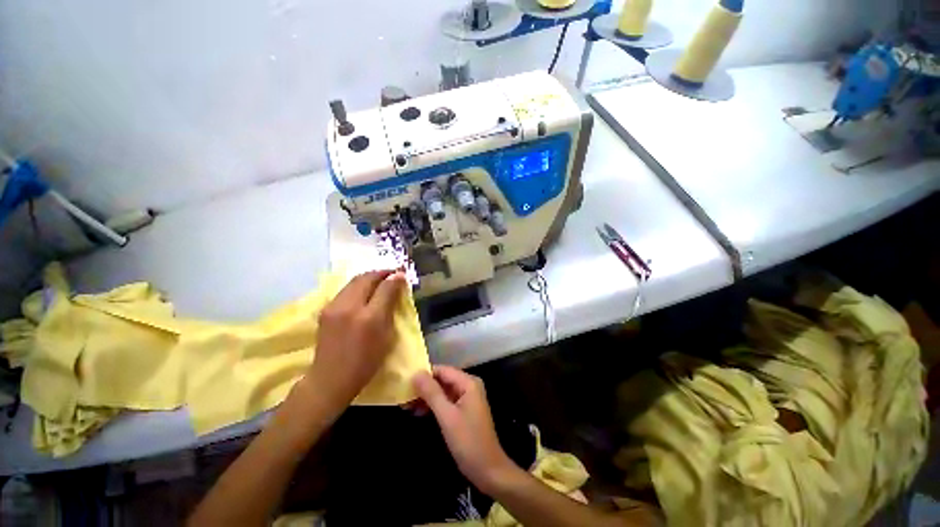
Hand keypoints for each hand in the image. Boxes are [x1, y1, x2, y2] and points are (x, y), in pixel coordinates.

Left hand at [306, 270, 405, 411]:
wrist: (331, 379)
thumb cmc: (366, 361)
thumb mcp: (386, 335)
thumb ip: (391, 306)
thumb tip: (398, 283)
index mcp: (368, 317)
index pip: (383, 287)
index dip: (394, 277)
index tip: (402, 272)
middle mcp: (348, 307)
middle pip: (365, 278)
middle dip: (380, 272)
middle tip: (392, 273)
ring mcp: (333, 307)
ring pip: (353, 282)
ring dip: (369, 277)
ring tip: (380, 280)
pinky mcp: (325, 310)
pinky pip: (345, 290)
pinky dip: (358, 285)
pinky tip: (365, 291)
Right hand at [413, 366, 517, 493]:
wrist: (488, 470)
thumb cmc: (468, 441)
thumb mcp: (447, 416)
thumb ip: (432, 393)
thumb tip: (416, 373)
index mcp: (468, 382)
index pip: (442, 370)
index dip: (424, 375)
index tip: (405, 383)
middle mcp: (468, 386)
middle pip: (442, 380)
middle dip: (423, 387)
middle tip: (403, 397)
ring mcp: (467, 398)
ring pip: (442, 391)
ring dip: (426, 397)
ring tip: (406, 406)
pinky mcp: (464, 410)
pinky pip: (446, 401)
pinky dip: (433, 405)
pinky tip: (418, 412)